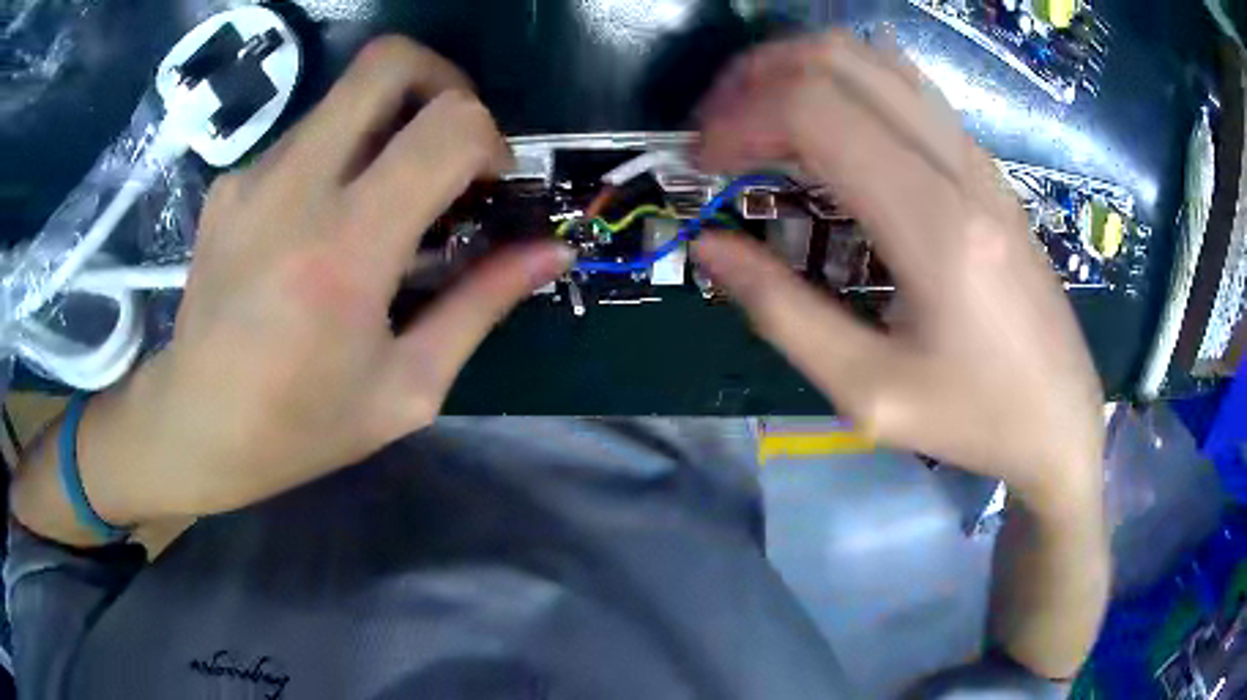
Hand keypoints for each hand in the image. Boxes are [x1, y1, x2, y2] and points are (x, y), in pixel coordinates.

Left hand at [80, 37, 571, 522]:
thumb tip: (550, 252)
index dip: (489, 138)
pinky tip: (324, 222)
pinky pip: (305, 136)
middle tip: (451, 141)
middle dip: (443, 82)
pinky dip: (338, 156)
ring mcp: (253, 177)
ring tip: (384, 197)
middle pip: (388, 63)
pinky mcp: (229, 183)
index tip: (487, 185)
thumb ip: (482, 305)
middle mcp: (294, 189)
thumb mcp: (407, 388)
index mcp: (346, 250)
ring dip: (388, 126)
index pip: (448, 125)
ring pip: (345, 96)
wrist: (194, 426)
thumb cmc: (300, 426)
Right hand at [692, 33, 1104, 512]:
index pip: (815, 113)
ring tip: (757, 117)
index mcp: (936, 227)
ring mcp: (978, 159)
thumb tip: (709, 247)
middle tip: (717, 130)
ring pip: (874, 60)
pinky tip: (824, 127)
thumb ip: (781, 312)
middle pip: (839, 62)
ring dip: (799, 70)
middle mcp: (960, 169)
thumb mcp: (868, 392)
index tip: (701, 166)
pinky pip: (905, 87)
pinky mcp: (985, 166)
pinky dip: (844, 84)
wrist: (1060, 418)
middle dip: (756, 79)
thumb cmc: (974, 418)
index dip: (739, 121)